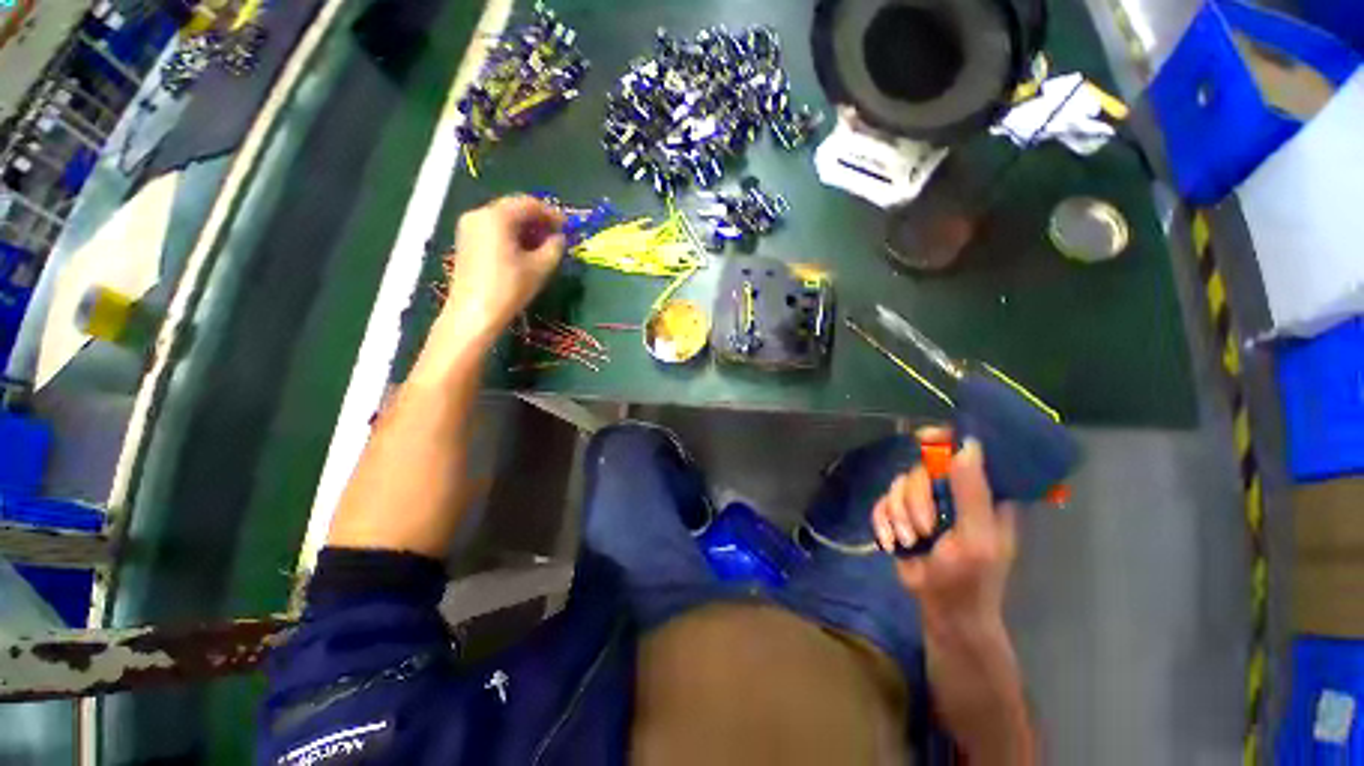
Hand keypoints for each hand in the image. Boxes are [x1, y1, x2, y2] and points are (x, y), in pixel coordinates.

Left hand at [437, 195, 565, 348]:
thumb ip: (555, 247)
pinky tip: (524, 251)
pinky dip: (512, 235)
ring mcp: (469, 227)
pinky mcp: (466, 241)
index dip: (552, 214)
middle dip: (538, 220)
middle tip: (557, 236)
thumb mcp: (540, 268)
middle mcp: (479, 214)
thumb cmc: (509, 288)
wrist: (474, 313)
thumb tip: (559, 238)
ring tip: (544, 245)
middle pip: (514, 208)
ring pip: (504, 219)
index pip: (529, 204)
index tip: (568, 227)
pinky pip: (494, 229)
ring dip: (526, 228)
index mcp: (497, 216)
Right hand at [872, 432, 1017, 636]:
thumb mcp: (976, 538)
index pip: (964, 452)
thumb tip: (967, 445)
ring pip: (897, 485)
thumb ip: (972, 494)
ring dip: (898, 515)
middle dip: (915, 500)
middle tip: (923, 529)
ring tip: (910, 541)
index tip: (923, 439)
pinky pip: (882, 502)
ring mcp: (924, 503)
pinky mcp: (900, 515)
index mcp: (981, 494)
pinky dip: (883, 521)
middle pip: (920, 469)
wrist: (943, 611)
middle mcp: (951, 492)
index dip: (944, 440)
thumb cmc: (970, 580)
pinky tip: (891, 542)